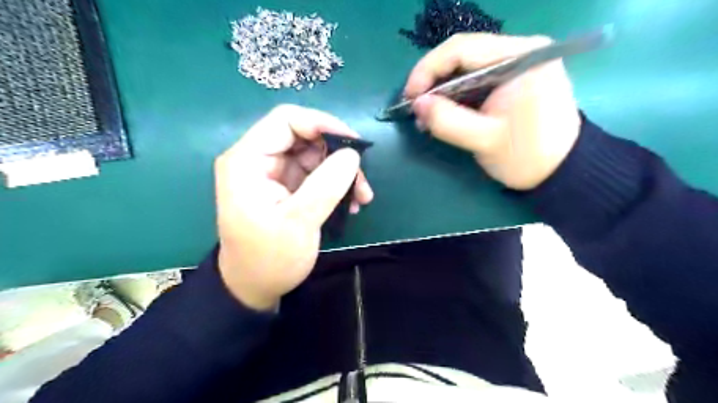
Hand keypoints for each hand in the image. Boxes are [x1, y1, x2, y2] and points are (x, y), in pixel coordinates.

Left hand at [212, 105, 372, 309]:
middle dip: (337, 154)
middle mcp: (257, 159)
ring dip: (341, 172)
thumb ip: (326, 185)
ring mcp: (273, 172)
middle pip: (304, 136)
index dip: (323, 124)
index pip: (286, 120)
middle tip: (361, 179)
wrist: (254, 286)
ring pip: (315, 155)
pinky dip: (335, 184)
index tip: (355, 144)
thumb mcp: (299, 223)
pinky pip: (316, 173)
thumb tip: (352, 154)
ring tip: (361, 197)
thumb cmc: (269, 259)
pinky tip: (351, 203)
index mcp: (247, 161)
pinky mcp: (285, 185)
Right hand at [403, 33, 581, 190]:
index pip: (461, 48)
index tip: (409, 96)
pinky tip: (445, 113)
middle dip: (433, 81)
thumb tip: (417, 104)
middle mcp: (521, 50)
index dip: (427, 70)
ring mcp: (518, 63)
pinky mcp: (514, 78)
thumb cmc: (527, 156)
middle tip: (416, 108)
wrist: (562, 171)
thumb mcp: (484, 141)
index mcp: (521, 56)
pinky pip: (476, 79)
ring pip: (466, 68)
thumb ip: (447, 121)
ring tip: (428, 116)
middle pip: (462, 55)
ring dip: (442, 90)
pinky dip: (456, 96)